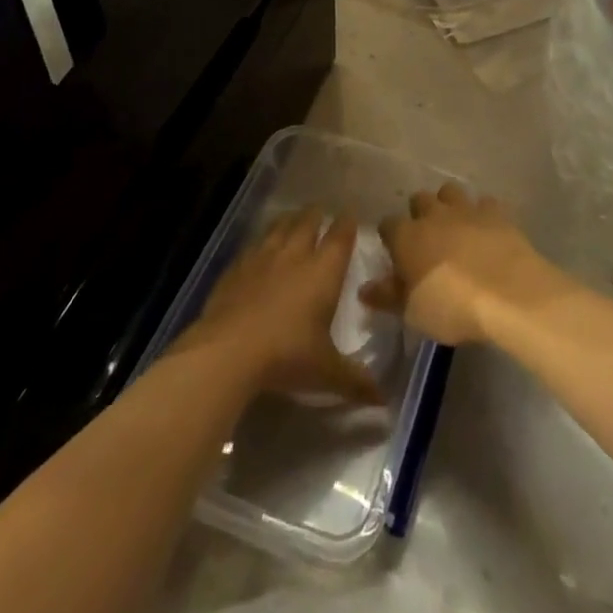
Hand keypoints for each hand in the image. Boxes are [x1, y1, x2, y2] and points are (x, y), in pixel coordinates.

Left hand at [175, 208, 383, 404]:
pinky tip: (257, 248)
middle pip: (307, 223)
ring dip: (288, 221)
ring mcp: (262, 258)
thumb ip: (355, 381)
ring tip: (292, 219)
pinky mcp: (236, 268)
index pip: (340, 237)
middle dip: (316, 215)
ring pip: (278, 228)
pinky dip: (260, 242)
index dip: (347, 224)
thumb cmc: (287, 355)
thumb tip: (384, 400)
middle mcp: (295, 255)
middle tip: (320, 211)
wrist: (228, 351)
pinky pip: (252, 246)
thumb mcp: (326, 372)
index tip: (350, 214)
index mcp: (323, 271)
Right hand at [363, 183, 571, 345]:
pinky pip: (484, 203)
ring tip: (456, 227)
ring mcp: (466, 209)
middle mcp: (433, 214)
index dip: (390, 237)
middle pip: (419, 199)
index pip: (387, 224)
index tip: (396, 254)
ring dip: (450, 205)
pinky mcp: (496, 212)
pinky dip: (483, 213)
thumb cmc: (452, 307)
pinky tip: (487, 231)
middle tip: (427, 239)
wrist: (508, 293)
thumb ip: (388, 297)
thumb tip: (365, 288)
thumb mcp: (413, 312)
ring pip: (450, 191)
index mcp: (406, 236)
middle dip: (420, 214)